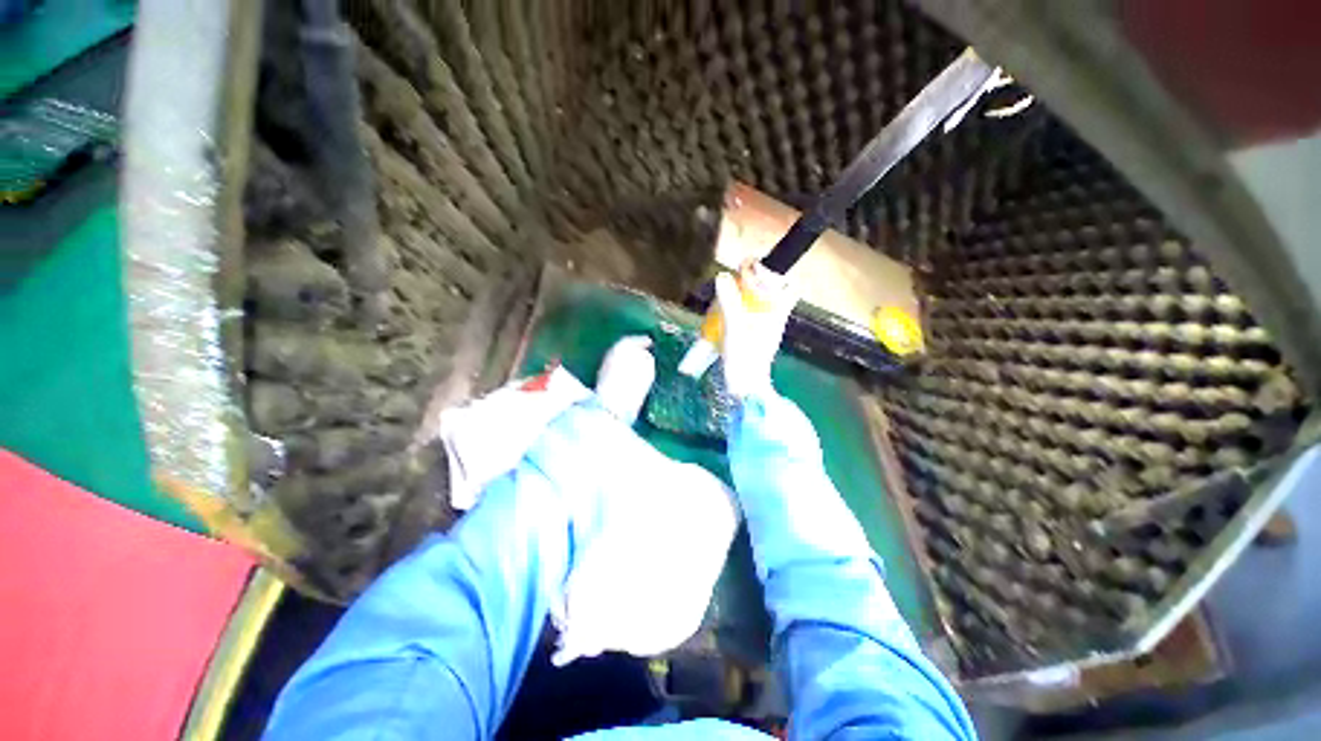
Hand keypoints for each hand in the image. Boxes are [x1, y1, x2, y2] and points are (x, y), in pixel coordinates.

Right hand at [714, 263, 796, 398]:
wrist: (745, 389)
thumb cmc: (744, 358)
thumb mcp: (735, 328)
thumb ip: (729, 302)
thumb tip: (723, 276)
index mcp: (777, 313)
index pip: (789, 285)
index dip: (775, 272)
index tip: (751, 267)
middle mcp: (775, 318)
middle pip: (773, 291)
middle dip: (756, 282)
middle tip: (735, 280)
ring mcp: (765, 328)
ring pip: (760, 303)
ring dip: (745, 295)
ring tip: (726, 294)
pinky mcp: (754, 337)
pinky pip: (750, 315)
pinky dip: (739, 309)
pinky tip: (724, 313)